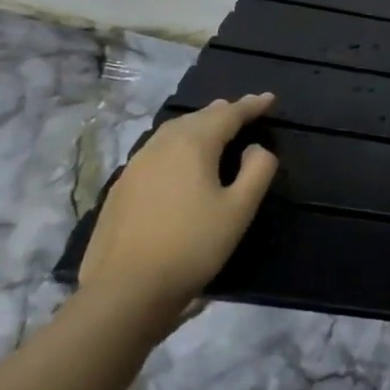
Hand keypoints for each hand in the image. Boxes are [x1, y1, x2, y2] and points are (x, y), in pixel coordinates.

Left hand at [78, 94, 278, 331]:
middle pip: (195, 119)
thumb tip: (255, 149)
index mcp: (192, 146)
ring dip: (197, 126)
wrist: (127, 290)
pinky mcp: (121, 190)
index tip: (269, 99)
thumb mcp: (240, 208)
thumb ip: (257, 170)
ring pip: (171, 133)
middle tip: (243, 109)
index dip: (250, 106)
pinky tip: (180, 159)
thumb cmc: (194, 245)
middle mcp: (160, 148)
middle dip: (221, 112)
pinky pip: (155, 152)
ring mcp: (134, 168)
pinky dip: (177, 145)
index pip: (227, 115)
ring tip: (213, 127)